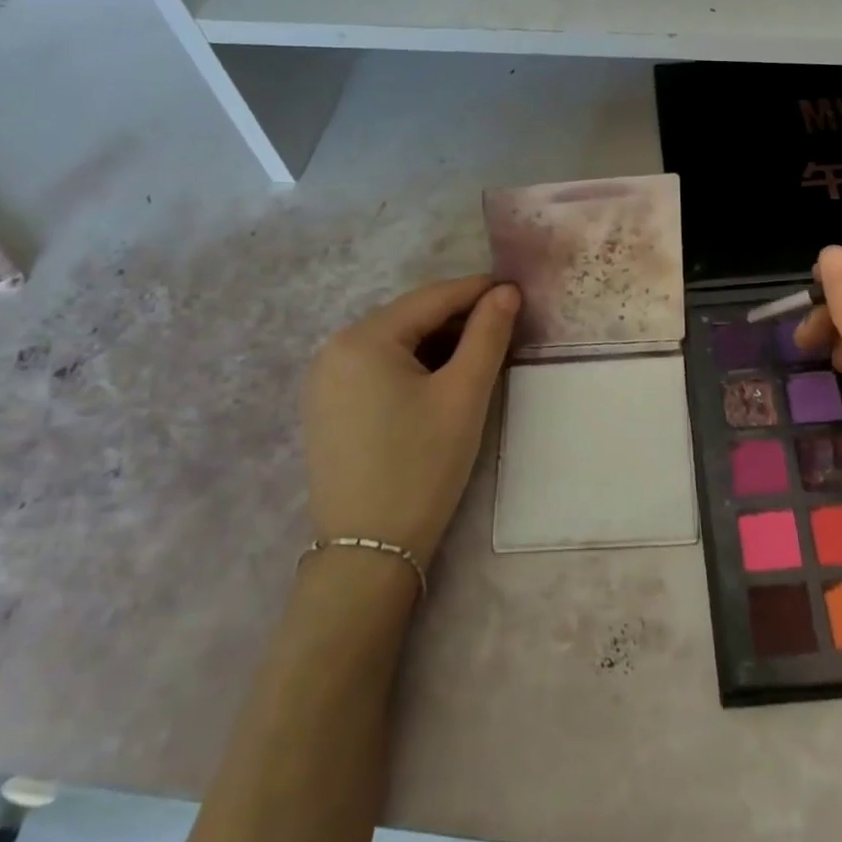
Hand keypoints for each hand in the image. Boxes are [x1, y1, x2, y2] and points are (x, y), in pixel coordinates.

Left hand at [302, 275, 520, 562]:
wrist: (369, 551)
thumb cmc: (422, 465)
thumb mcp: (463, 394)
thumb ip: (488, 335)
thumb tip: (506, 292)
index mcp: (362, 338)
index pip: (431, 298)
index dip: (477, 291)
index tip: (517, 290)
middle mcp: (333, 349)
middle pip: (409, 319)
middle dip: (458, 319)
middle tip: (506, 327)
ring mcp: (324, 381)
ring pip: (394, 344)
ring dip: (438, 343)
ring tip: (481, 354)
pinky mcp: (327, 408)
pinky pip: (377, 369)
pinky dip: (413, 366)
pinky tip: (441, 381)